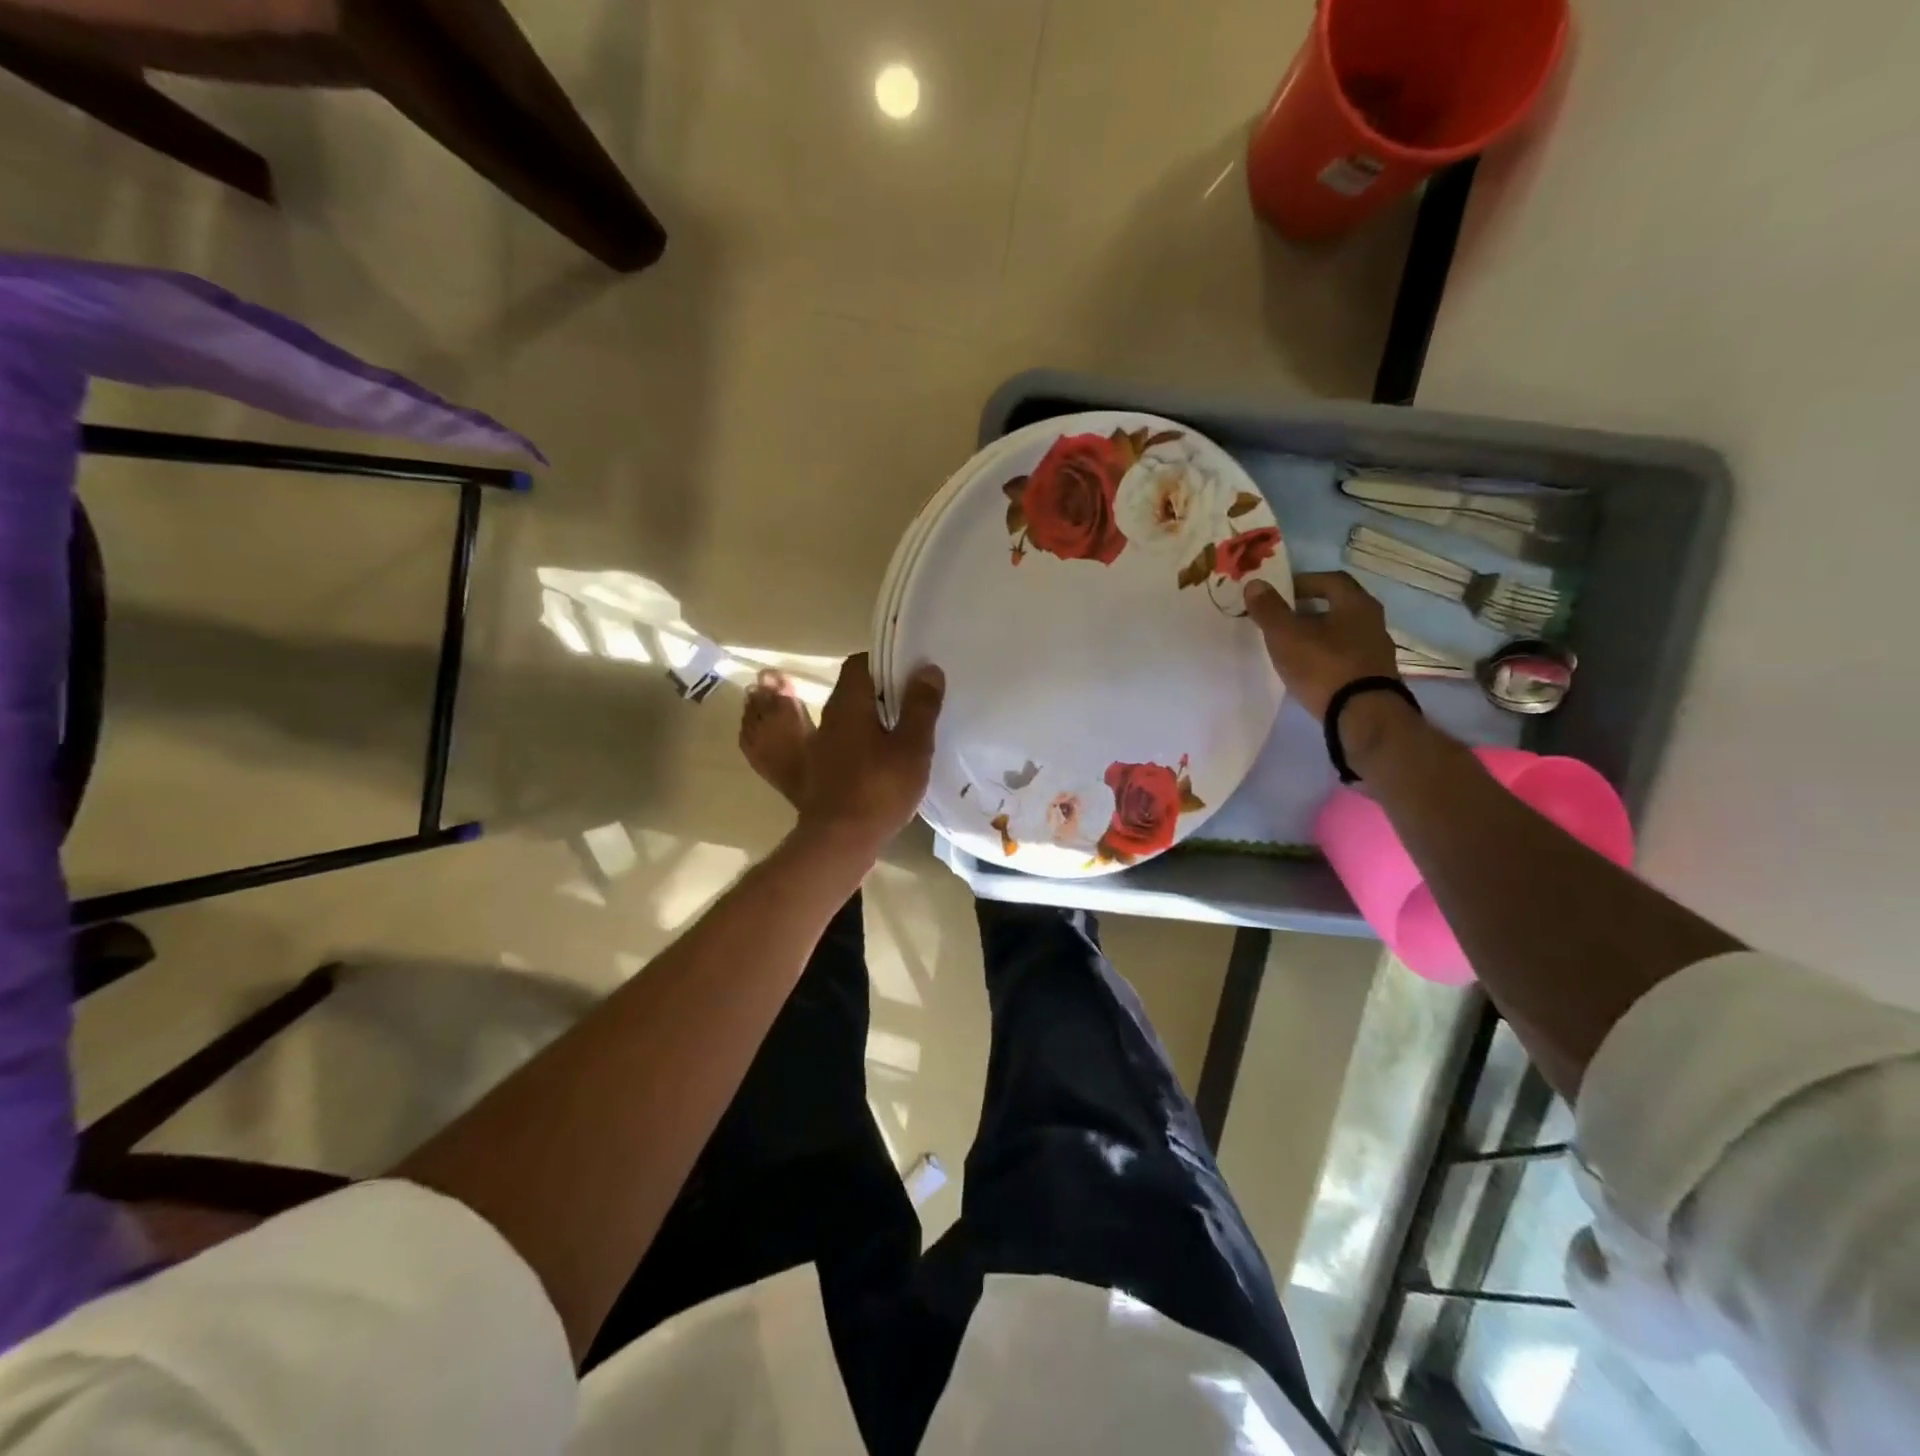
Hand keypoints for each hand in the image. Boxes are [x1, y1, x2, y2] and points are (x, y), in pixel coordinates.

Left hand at [797, 653, 943, 859]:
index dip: (885, 662)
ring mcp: (822, 745)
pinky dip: (866, 742)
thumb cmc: (879, 789)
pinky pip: (847, 742)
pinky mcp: (822, 770)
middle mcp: (830, 717)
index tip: (911, 674)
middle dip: (884, 691)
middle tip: (916, 702)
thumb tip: (927, 669)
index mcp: (849, 704)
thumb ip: (921, 706)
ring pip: (851, 718)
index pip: (859, 664)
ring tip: (907, 731)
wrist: (838, 840)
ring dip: (876, 719)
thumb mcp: (912, 746)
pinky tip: (888, 760)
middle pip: (855, 690)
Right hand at [1244, 572, 1399, 720]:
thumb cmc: (1324, 666)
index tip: (1279, 593)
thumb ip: (1269, 609)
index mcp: (1356, 604)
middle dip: (1309, 610)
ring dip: (1318, 636)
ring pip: (1342, 634)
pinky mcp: (1374, 678)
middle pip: (1338, 607)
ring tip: (1291, 647)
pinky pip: (1345, 658)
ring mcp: (1376, 652)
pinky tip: (1309, 671)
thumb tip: (1254, 583)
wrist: (1363, 715)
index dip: (1303, 582)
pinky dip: (1326, 658)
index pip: (1331, 580)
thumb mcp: (1286, 635)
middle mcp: (1373, 622)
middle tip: (1282, 619)